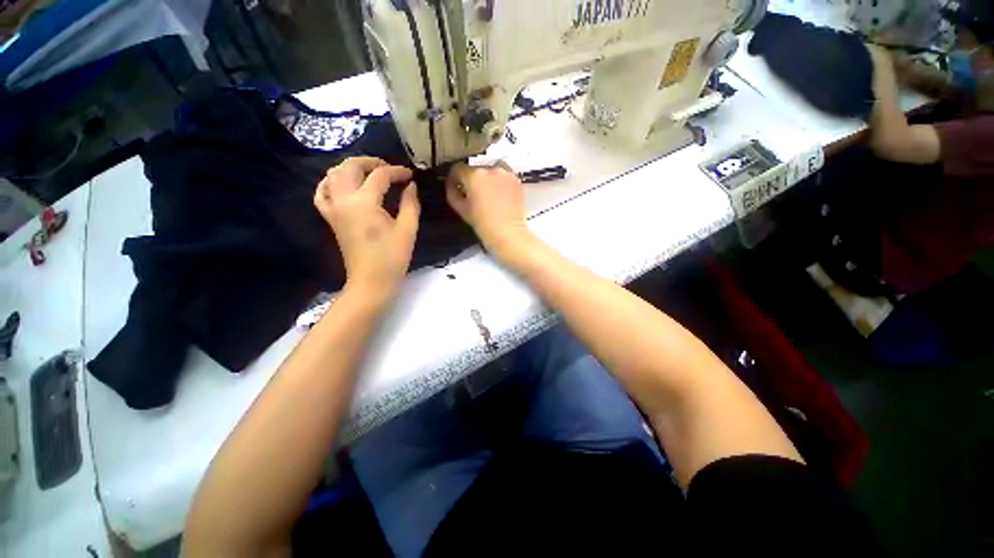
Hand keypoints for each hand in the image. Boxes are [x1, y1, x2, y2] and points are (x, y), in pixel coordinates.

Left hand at [315, 157, 419, 298]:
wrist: (371, 281)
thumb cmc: (392, 258)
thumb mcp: (407, 230)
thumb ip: (410, 204)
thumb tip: (410, 186)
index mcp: (364, 203)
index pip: (380, 176)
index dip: (397, 172)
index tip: (410, 175)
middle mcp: (344, 200)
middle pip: (350, 167)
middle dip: (370, 162)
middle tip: (389, 168)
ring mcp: (333, 209)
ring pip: (333, 175)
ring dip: (350, 168)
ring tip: (368, 172)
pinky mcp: (330, 218)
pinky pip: (322, 193)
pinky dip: (330, 183)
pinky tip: (342, 184)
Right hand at [446, 162, 532, 258]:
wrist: (508, 233)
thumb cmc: (484, 224)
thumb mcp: (461, 210)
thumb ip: (452, 193)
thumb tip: (452, 186)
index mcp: (474, 176)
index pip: (458, 168)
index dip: (454, 178)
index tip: (455, 186)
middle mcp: (491, 170)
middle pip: (475, 169)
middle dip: (471, 180)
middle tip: (472, 195)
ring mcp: (506, 174)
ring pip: (491, 170)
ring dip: (487, 179)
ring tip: (487, 194)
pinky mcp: (516, 181)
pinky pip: (504, 176)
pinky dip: (500, 182)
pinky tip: (499, 195)